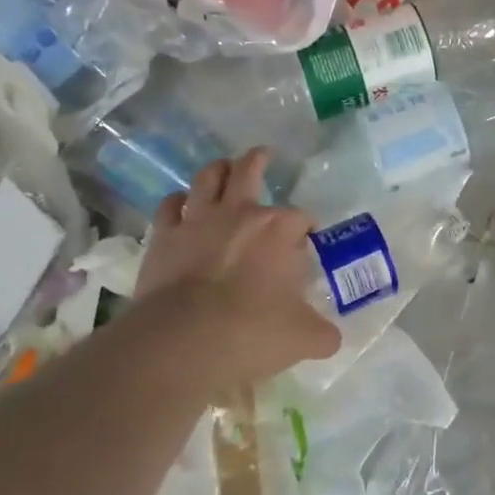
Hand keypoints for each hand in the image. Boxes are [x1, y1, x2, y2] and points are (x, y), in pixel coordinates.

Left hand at [131, 149, 338, 391]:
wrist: (182, 340)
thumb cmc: (251, 331)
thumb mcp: (302, 338)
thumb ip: (321, 333)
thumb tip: (330, 339)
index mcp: (278, 229)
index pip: (301, 218)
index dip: (306, 228)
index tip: (306, 242)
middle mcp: (240, 213)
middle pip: (249, 171)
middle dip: (258, 160)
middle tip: (262, 154)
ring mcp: (198, 221)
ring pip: (207, 178)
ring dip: (217, 170)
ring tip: (223, 167)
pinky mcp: (164, 237)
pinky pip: (170, 206)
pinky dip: (178, 202)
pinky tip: (181, 205)